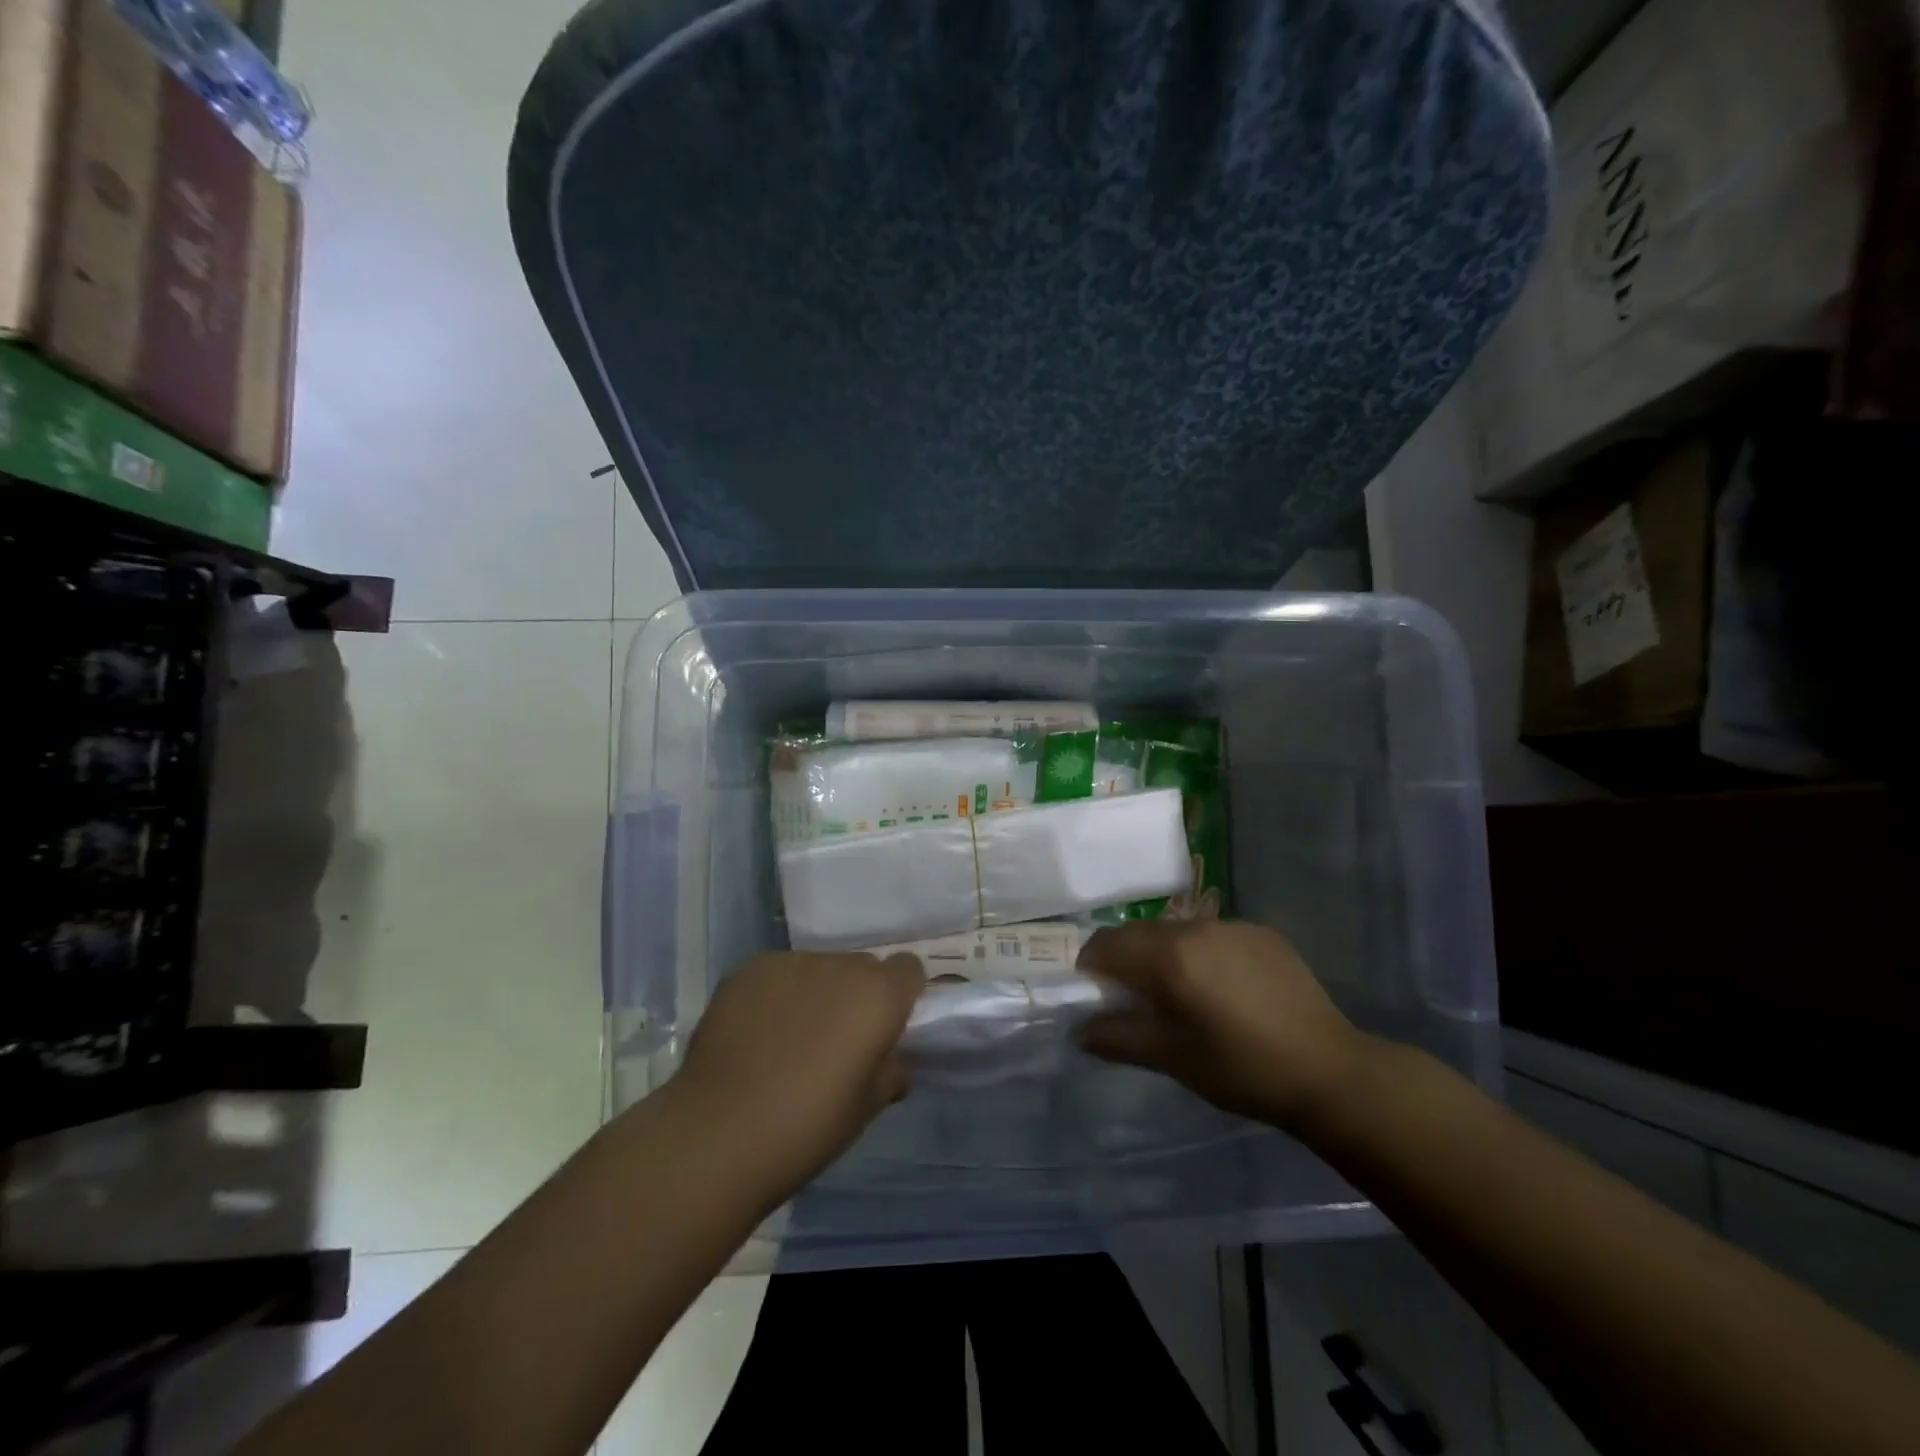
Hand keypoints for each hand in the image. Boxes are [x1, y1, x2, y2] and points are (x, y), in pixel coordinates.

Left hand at [672, 951, 924, 1194]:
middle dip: (856, 995)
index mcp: (879, 995)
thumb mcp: (867, 1109)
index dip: (900, 994)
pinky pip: (777, 975)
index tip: (885, 1026)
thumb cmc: (808, 1127)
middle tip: (836, 1039)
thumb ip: (890, 1072)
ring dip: (814, 993)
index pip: (908, 968)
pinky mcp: (748, 969)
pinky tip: (755, 1034)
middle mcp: (839, 966)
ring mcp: (790, 963)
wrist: (719, 1134)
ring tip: (788, 1038)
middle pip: (861, 967)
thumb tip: (891, 1061)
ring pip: (817, 969)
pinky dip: (775, 995)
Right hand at [1076, 920, 1371, 1132]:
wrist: (1330, 1072)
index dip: (1091, 967)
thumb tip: (1079, 1029)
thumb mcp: (1173, 1059)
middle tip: (1136, 999)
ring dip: (1163, 954)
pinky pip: (1212, 933)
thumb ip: (1118, 1038)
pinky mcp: (1261, 932)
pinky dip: (1200, 952)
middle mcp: (1196, 928)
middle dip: (1126, 959)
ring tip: (1182, 994)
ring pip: (1175, 930)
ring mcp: (1232, 925)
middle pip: (1138, 932)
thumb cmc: (1243, 1071)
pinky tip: (1223, 989)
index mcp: (1170, 957)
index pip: (1106, 944)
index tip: (1098, 995)